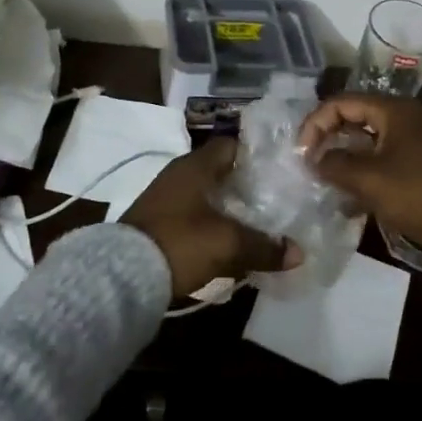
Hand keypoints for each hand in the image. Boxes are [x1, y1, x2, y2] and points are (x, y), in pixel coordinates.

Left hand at [122, 137, 302, 296]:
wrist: (122, 275)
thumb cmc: (180, 242)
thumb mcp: (227, 244)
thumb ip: (264, 246)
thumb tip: (298, 253)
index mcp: (195, 166)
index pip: (231, 145)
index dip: (256, 155)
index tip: (280, 170)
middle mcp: (179, 175)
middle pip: (221, 173)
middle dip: (247, 187)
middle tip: (276, 201)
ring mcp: (166, 199)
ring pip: (208, 197)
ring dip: (229, 209)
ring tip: (259, 226)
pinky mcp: (159, 224)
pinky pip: (195, 217)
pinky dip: (213, 226)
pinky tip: (229, 245)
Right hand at [297, 95, 421, 270]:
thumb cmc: (419, 196)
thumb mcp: (368, 180)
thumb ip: (334, 164)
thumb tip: (315, 158)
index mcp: (397, 110)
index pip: (343, 102)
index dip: (316, 123)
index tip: (301, 153)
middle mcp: (412, 116)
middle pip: (359, 115)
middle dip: (330, 137)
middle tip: (311, 162)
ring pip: (374, 138)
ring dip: (348, 155)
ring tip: (329, 179)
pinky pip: (390, 154)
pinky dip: (369, 167)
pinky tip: (356, 194)